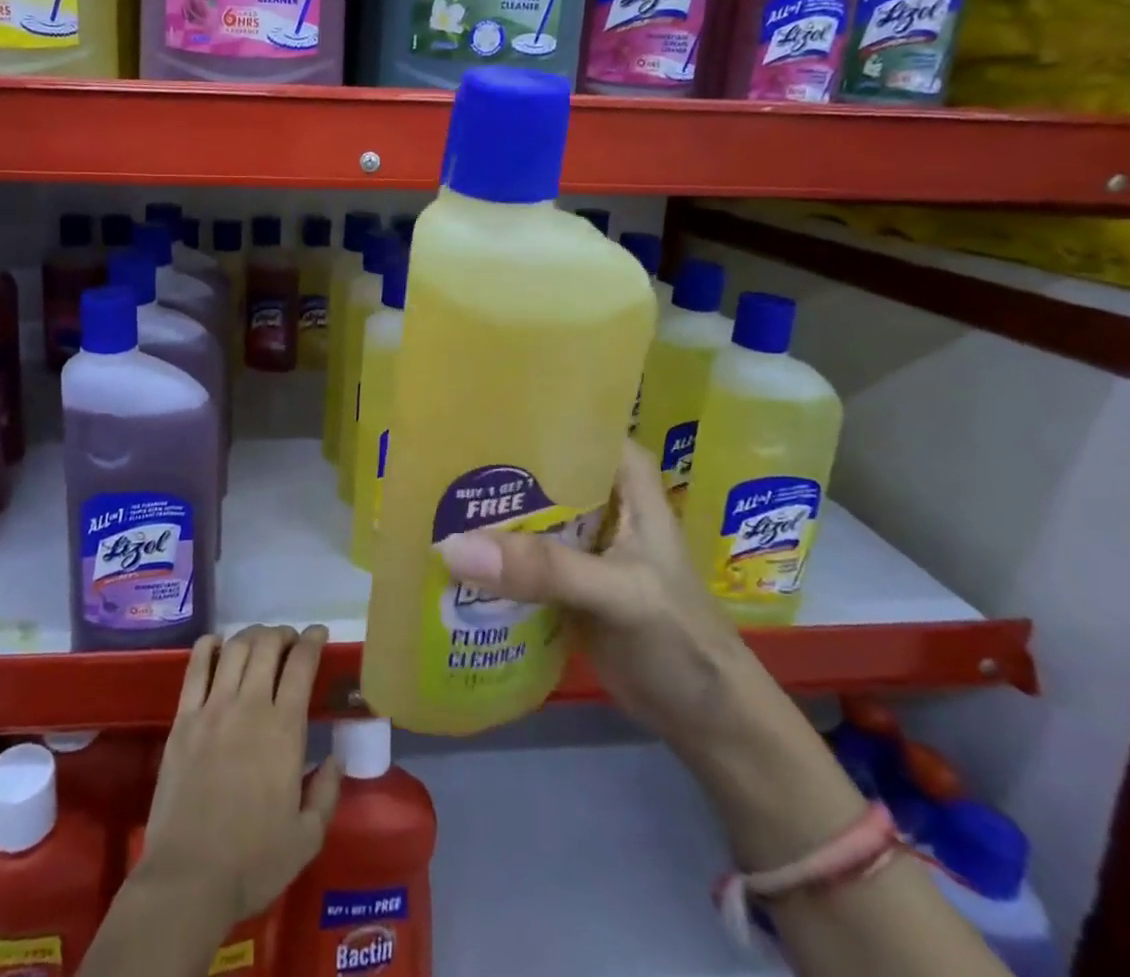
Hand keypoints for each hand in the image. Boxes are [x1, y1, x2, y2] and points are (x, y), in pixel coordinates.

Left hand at [138, 625, 342, 929]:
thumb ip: (326, 792)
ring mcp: (212, 709)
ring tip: (259, 640)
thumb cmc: (253, 863)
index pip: (301, 665)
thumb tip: (335, 757)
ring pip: (234, 649)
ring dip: (251, 635)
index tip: (319, 633)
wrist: (188, 879)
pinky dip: (208, 646)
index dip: (312, 641)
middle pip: (266, 646)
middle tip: (289, 640)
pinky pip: (195, 668)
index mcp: (284, 729)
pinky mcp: (183, 720)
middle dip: (282, 634)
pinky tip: (216, 644)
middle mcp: (249, 706)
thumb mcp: (307, 838)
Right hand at [436, 441, 752, 749]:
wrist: (707, 722)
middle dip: (488, 462)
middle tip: (428, 456)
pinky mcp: (561, 578)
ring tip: (423, 496)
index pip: (570, 420)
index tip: (465, 407)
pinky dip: (487, 553)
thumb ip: (544, 569)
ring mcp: (578, 539)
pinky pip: (517, 554)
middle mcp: (597, 497)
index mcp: (623, 477)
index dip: (522, 410)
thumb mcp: (619, 593)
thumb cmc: (681, 639)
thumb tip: (453, 548)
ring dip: (483, 510)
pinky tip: (443, 549)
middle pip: (536, 465)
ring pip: (523, 510)